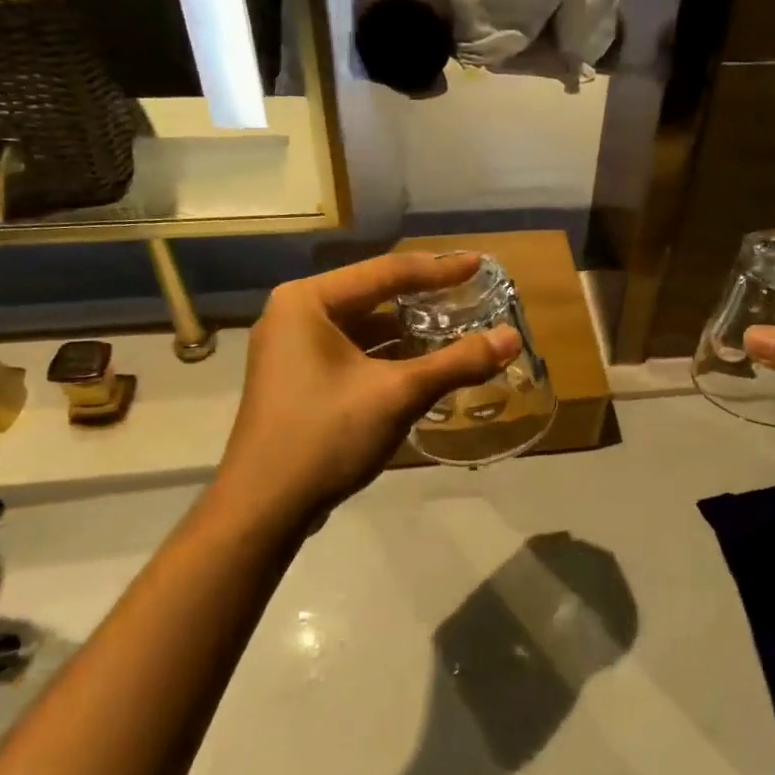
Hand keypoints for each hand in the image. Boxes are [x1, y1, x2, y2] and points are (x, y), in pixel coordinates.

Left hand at [215, 253, 520, 529]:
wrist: (263, 508)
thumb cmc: (326, 435)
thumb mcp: (399, 394)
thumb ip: (458, 362)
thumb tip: (512, 337)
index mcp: (307, 301)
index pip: (385, 272)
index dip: (438, 270)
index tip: (478, 266)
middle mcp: (295, 315)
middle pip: (374, 297)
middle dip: (424, 301)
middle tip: (471, 297)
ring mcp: (292, 350)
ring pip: (364, 329)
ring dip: (408, 333)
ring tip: (456, 332)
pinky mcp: (298, 381)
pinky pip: (353, 354)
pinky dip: (388, 358)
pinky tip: (423, 367)